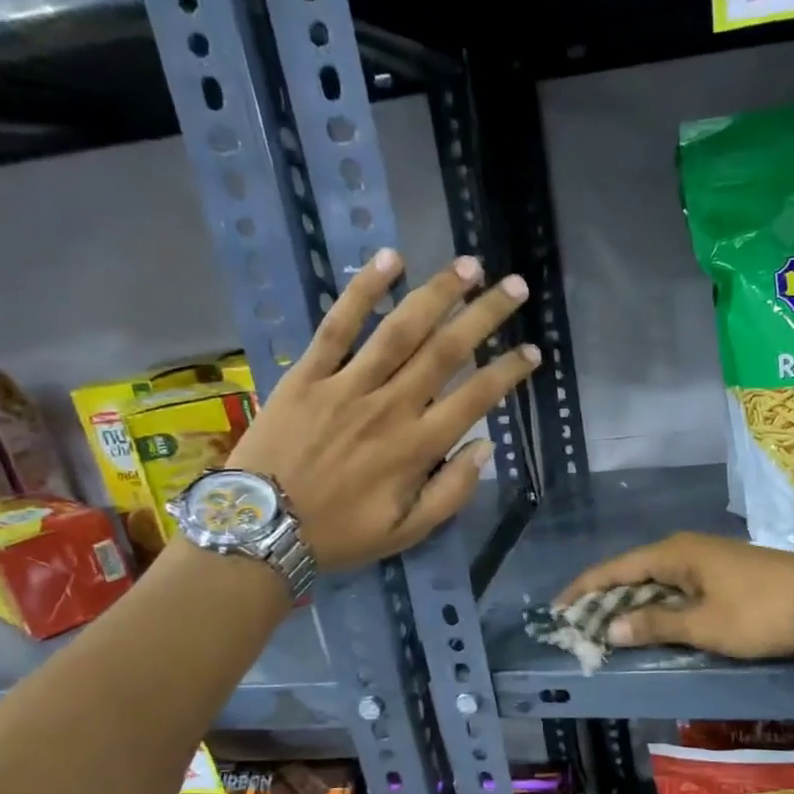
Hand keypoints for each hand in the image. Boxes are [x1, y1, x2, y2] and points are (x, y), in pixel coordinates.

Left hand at [230, 249, 537, 570]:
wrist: (260, 528)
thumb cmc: (339, 534)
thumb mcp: (407, 532)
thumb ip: (451, 492)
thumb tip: (485, 447)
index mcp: (417, 447)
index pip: (476, 397)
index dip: (509, 371)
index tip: (532, 351)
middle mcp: (390, 407)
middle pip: (446, 351)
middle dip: (485, 316)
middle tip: (515, 287)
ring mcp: (347, 385)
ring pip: (400, 329)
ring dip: (438, 293)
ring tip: (469, 265)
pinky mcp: (308, 373)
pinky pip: (338, 325)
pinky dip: (363, 290)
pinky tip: (390, 259)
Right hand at [557, 533, 793, 659]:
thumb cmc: (757, 612)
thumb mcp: (704, 625)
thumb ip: (656, 625)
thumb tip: (611, 629)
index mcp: (674, 553)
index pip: (615, 569)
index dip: (584, 589)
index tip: (557, 609)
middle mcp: (686, 549)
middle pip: (632, 572)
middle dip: (604, 598)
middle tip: (578, 624)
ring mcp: (707, 559)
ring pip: (656, 580)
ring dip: (631, 603)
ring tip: (606, 627)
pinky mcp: (723, 573)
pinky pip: (677, 586)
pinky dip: (658, 604)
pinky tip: (652, 622)